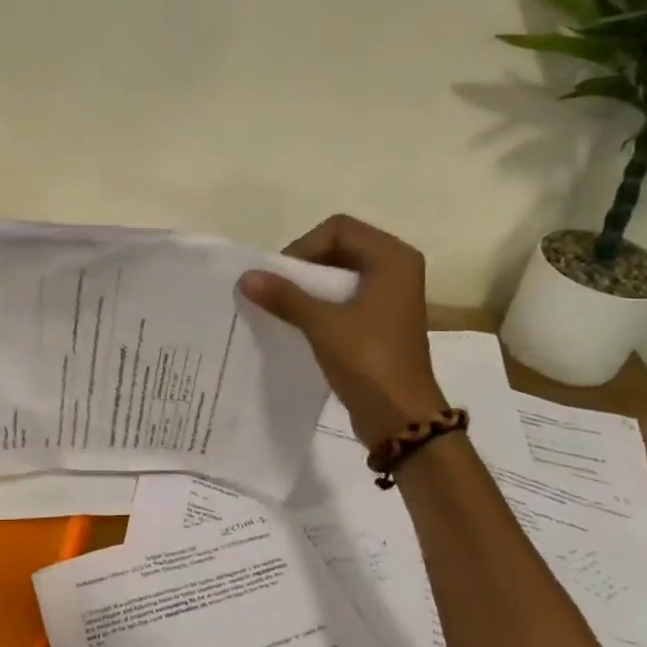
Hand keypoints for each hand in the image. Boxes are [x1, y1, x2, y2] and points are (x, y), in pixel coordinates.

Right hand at [238, 214, 446, 450]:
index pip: (338, 229)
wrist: (401, 417)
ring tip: (284, 305)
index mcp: (392, 258)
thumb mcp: (322, 324)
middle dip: (305, 265)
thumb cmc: (368, 361)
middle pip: (339, 246)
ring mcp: (391, 294)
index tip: (283, 277)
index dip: (305, 247)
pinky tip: (300, 320)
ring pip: (340, 271)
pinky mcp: (382, 317)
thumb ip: (284, 296)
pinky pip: (346, 294)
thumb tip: (245, 276)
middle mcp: (396, 268)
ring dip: (310, 285)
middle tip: (279, 289)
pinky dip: (321, 301)